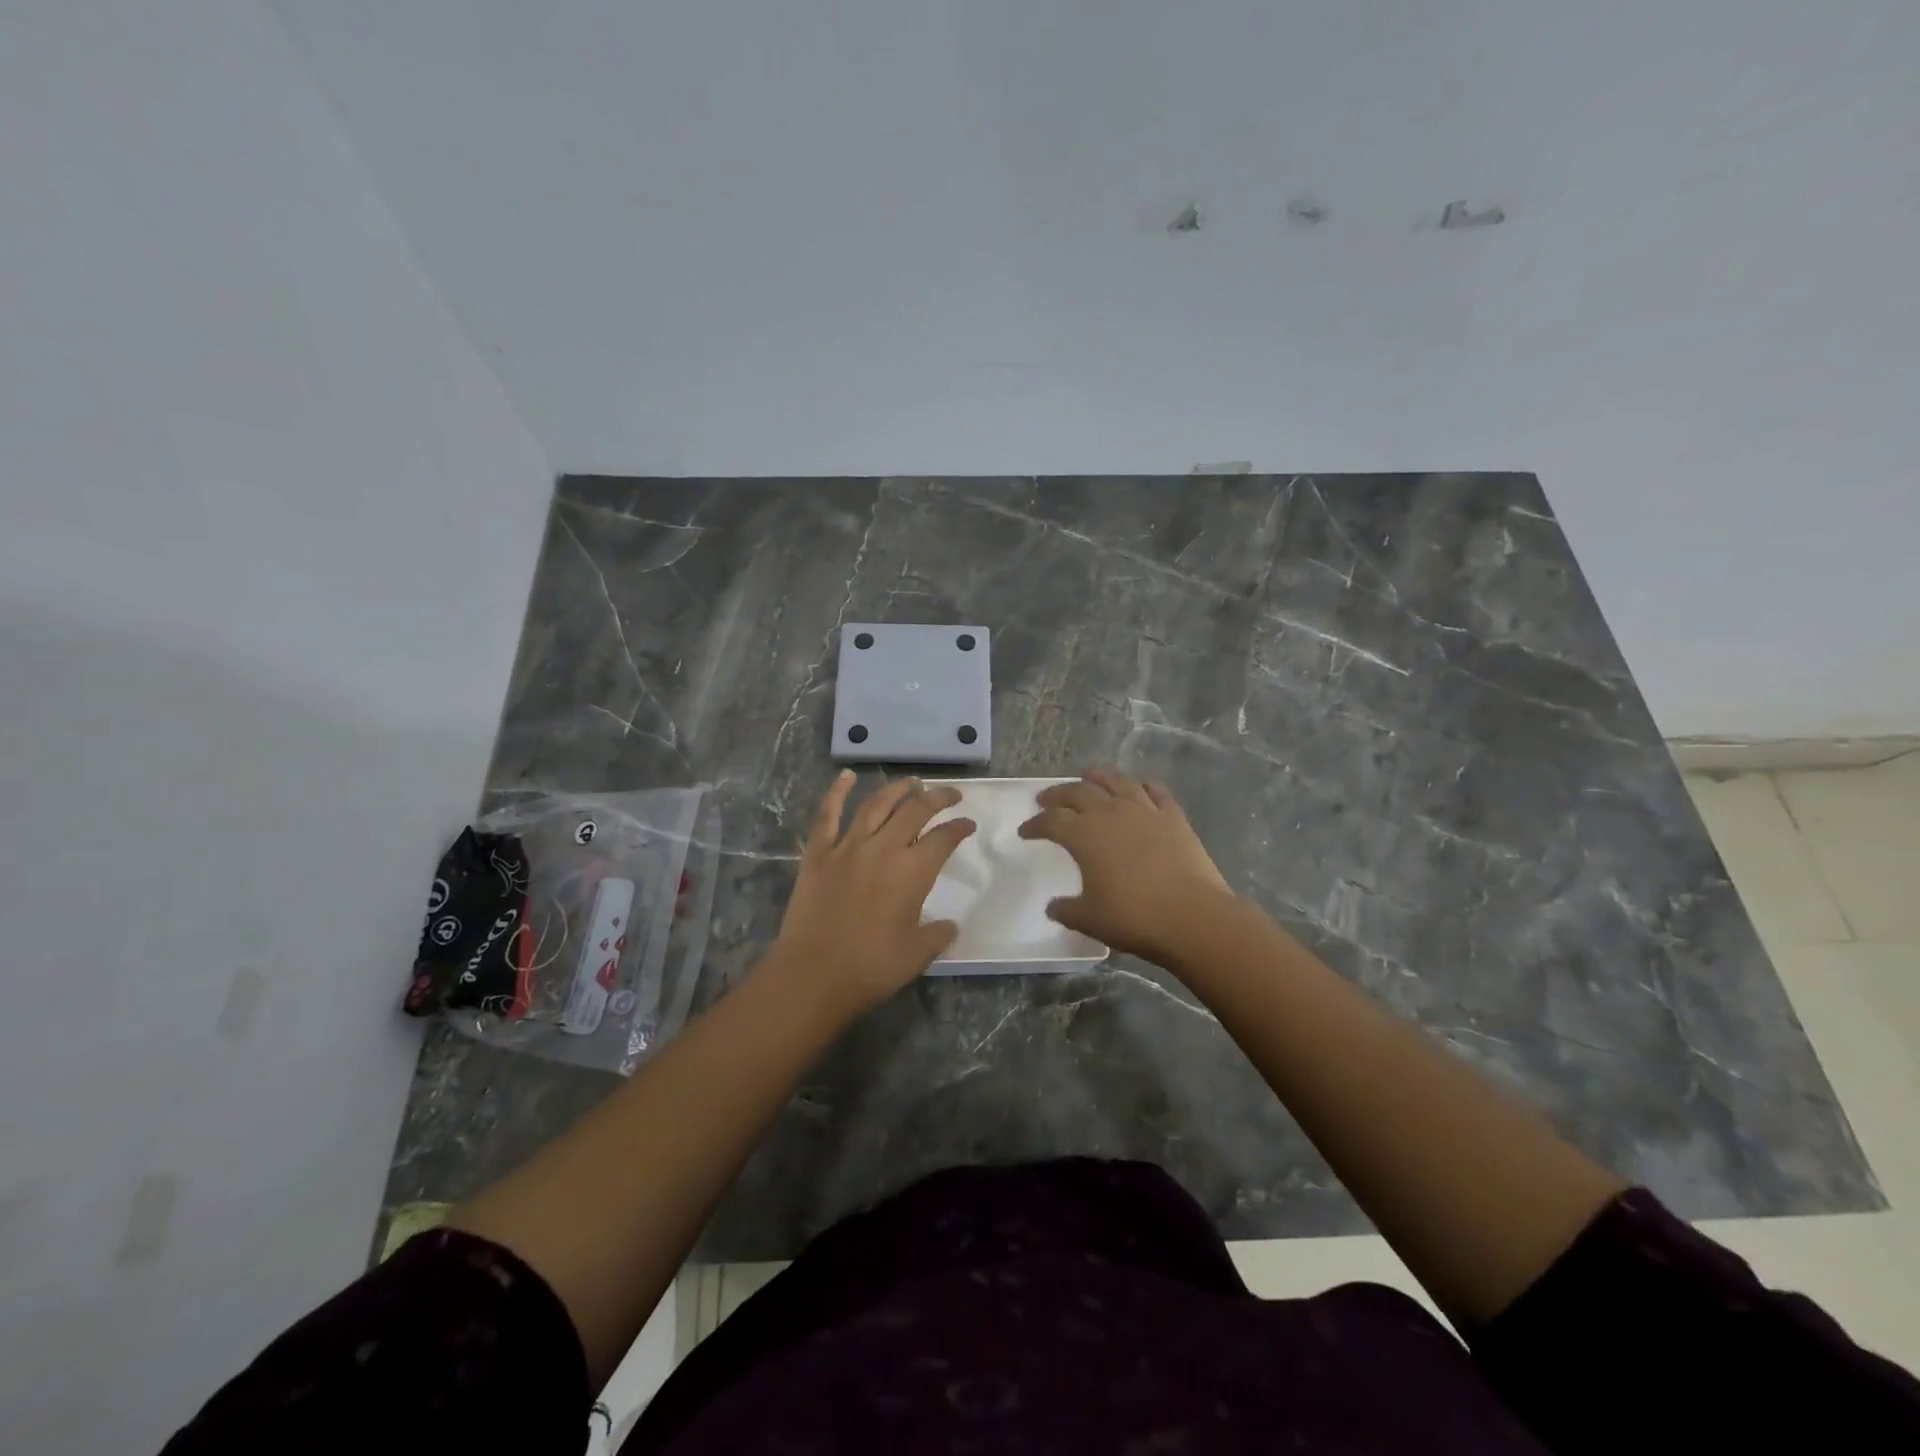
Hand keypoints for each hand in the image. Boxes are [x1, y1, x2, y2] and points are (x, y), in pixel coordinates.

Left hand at [770, 771, 976, 1013]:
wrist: (813, 975)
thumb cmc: (871, 968)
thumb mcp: (917, 955)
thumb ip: (938, 935)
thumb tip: (949, 925)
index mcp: (913, 872)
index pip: (944, 838)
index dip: (959, 828)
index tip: (968, 825)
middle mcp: (883, 848)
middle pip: (915, 810)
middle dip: (937, 798)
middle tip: (950, 795)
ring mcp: (848, 847)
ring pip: (876, 804)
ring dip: (897, 789)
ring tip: (911, 782)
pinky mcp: (818, 853)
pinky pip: (828, 814)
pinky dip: (837, 792)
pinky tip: (846, 776)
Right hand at [1019, 767, 1232, 964]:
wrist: (1193, 916)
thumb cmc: (1134, 918)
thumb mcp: (1090, 920)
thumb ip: (1067, 910)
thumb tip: (1053, 907)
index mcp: (1084, 835)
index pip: (1051, 821)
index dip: (1035, 824)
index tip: (1025, 831)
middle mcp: (1111, 813)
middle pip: (1078, 792)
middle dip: (1058, 794)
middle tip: (1046, 798)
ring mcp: (1145, 810)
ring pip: (1116, 781)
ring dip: (1098, 776)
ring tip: (1088, 774)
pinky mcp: (1174, 816)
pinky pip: (1156, 791)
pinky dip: (1143, 785)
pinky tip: (1139, 786)